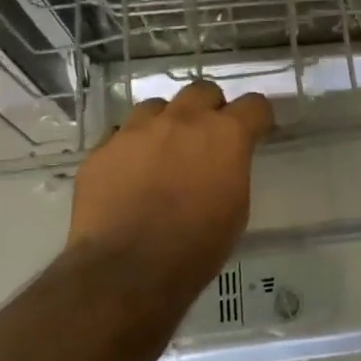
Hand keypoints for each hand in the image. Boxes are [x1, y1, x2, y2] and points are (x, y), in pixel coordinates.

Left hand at [70, 81, 274, 276]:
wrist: (128, 269)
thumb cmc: (197, 246)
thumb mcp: (236, 208)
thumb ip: (232, 170)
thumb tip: (223, 163)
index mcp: (225, 134)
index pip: (254, 104)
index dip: (258, 118)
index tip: (257, 132)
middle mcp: (182, 120)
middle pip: (202, 91)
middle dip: (210, 109)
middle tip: (209, 138)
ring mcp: (137, 130)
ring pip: (157, 107)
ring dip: (167, 123)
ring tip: (164, 153)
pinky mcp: (102, 150)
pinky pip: (121, 135)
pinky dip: (132, 147)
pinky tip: (131, 174)